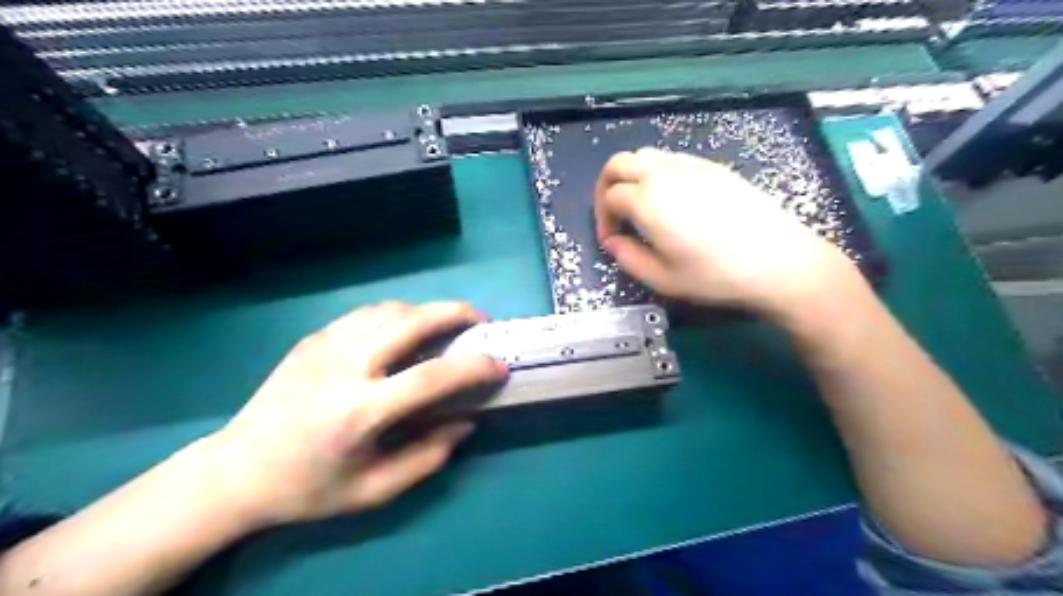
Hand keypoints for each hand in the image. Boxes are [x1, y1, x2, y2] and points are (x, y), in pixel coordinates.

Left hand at [195, 301, 504, 527]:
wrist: (236, 471)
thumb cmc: (309, 488)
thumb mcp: (374, 491)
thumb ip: (428, 457)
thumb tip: (466, 421)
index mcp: (359, 412)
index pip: (431, 377)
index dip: (473, 367)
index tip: (499, 366)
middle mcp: (343, 368)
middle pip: (411, 321)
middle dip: (455, 313)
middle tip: (480, 321)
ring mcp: (324, 346)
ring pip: (389, 309)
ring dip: (426, 311)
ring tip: (446, 325)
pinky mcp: (312, 338)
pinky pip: (366, 314)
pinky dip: (397, 314)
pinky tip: (405, 330)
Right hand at [594, 146, 856, 316]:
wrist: (778, 261)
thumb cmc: (716, 275)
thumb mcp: (662, 279)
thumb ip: (628, 258)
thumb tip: (613, 242)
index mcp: (648, 200)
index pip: (609, 195)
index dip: (602, 218)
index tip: (613, 241)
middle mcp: (664, 173)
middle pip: (618, 163)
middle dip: (607, 187)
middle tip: (615, 215)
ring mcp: (691, 165)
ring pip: (645, 155)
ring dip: (631, 176)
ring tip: (641, 207)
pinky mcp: (713, 166)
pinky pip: (671, 158)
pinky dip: (656, 172)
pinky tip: (671, 200)